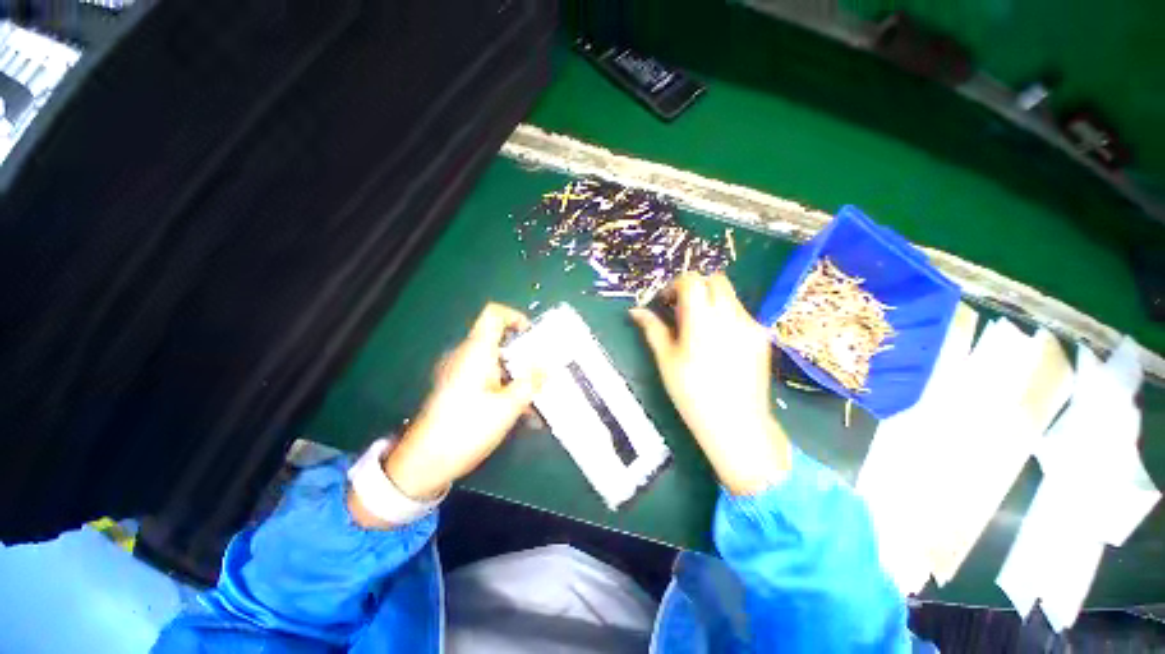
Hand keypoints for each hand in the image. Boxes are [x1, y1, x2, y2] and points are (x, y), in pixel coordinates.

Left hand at [383, 303, 540, 500]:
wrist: (425, 462)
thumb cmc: (468, 428)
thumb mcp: (508, 406)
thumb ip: (531, 381)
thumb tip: (547, 364)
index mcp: (477, 352)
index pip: (494, 314)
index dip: (516, 317)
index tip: (534, 337)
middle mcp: (466, 356)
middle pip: (499, 339)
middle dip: (524, 353)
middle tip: (542, 371)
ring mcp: (460, 372)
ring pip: (496, 361)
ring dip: (517, 374)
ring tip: (535, 397)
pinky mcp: (458, 388)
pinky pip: (487, 377)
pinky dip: (505, 386)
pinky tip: (520, 411)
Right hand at [631, 273, 789, 494]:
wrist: (737, 424)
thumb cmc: (692, 393)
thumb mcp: (666, 360)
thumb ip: (652, 329)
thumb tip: (635, 311)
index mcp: (701, 320)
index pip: (691, 281)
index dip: (675, 286)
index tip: (666, 303)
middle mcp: (730, 315)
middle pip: (715, 280)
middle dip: (696, 287)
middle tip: (683, 309)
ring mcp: (750, 325)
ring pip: (730, 296)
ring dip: (712, 301)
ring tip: (701, 328)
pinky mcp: (762, 337)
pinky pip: (742, 314)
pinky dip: (726, 316)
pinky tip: (719, 342)